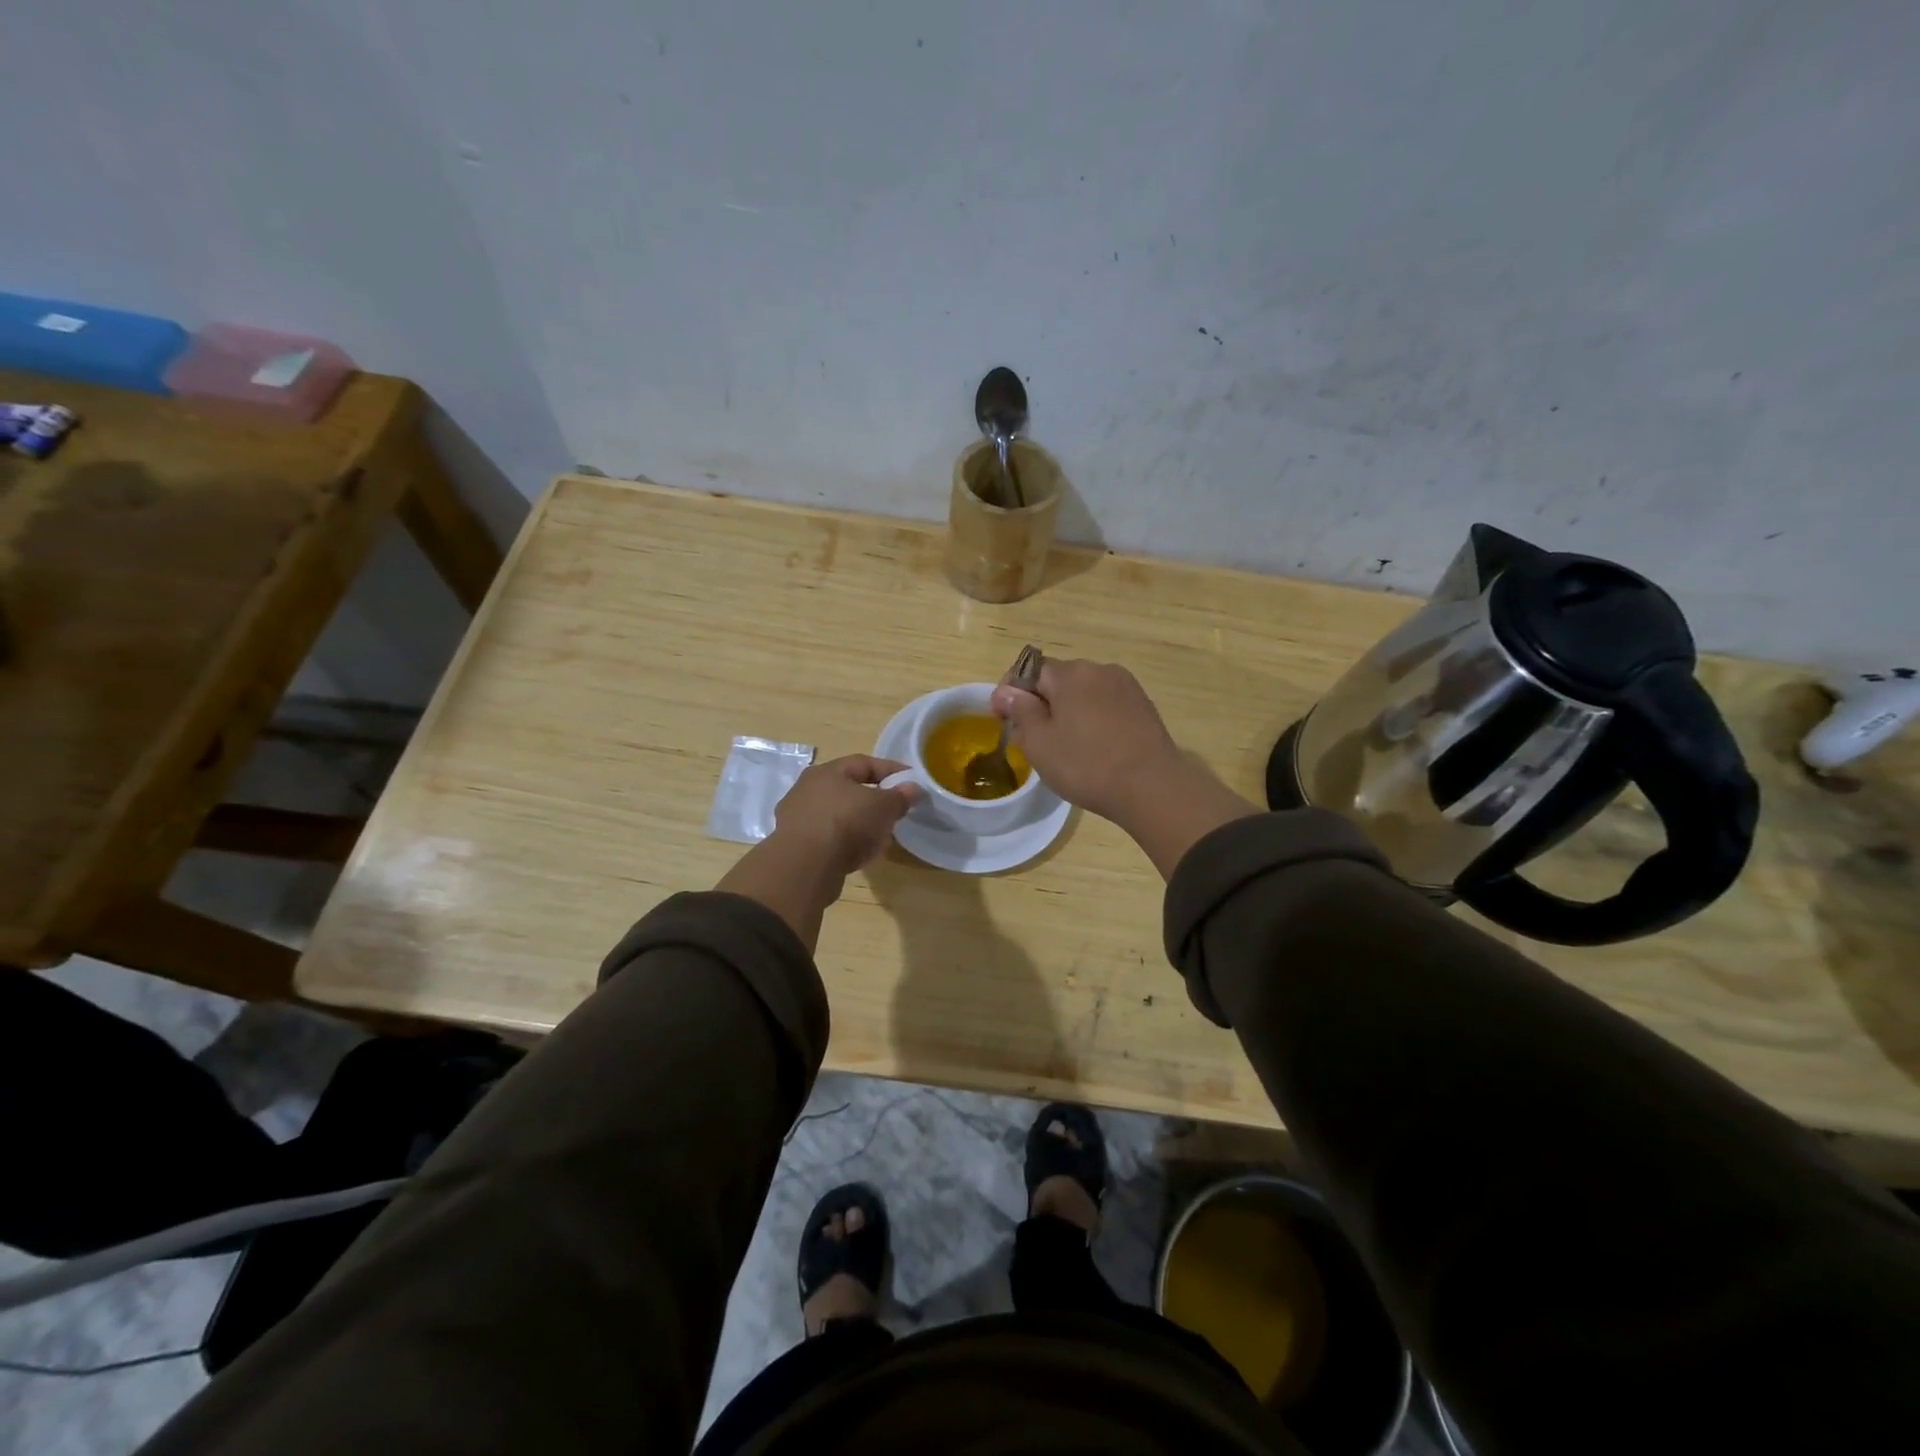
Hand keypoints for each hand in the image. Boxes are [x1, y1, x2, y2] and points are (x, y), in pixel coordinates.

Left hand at [771, 754, 919, 876]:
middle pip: (848, 789)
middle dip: (874, 799)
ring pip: (837, 815)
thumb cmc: (847, 823)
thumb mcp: (883, 807)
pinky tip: (859, 854)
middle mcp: (807, 789)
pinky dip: (845, 842)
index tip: (910, 780)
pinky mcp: (795, 846)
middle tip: (895, 810)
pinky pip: (828, 838)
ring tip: (880, 836)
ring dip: (859, 823)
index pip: (863, 763)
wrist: (805, 866)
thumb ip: (900, 796)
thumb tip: (913, 789)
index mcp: (826, 771)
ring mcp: (797, 818)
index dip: (890, 769)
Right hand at [989, 659, 1181, 820]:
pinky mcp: (1143, 706)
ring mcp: (1126, 686)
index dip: (1011, 692)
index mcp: (1070, 673)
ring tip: (1066, 745)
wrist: (1153, 788)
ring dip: (1068, 710)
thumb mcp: (1040, 742)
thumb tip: (1005, 691)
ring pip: (1083, 692)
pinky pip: (1105, 704)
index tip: (1003, 719)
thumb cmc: (1087, 765)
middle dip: (1040, 702)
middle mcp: (1099, 669)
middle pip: (1058, 679)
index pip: (1028, 670)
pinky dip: (1093, 718)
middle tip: (1033, 738)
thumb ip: (1020, 711)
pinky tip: (1095, 746)